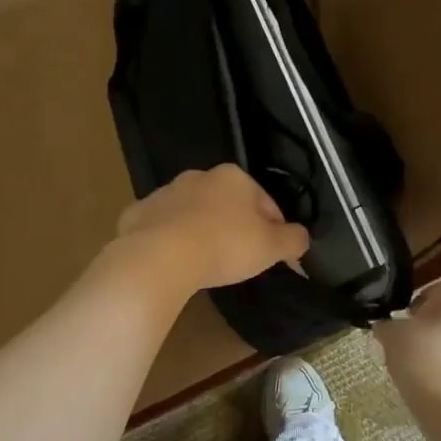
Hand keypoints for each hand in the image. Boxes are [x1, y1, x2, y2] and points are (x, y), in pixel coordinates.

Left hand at [115, 165, 310, 294]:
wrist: (160, 257)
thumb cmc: (224, 246)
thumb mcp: (271, 247)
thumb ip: (294, 239)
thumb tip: (302, 238)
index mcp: (234, 177)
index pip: (266, 203)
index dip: (275, 230)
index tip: (273, 255)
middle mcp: (199, 176)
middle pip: (228, 204)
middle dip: (235, 227)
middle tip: (240, 260)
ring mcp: (165, 193)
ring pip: (193, 213)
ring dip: (202, 231)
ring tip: (206, 263)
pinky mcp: (138, 213)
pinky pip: (162, 227)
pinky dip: (170, 240)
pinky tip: (174, 262)